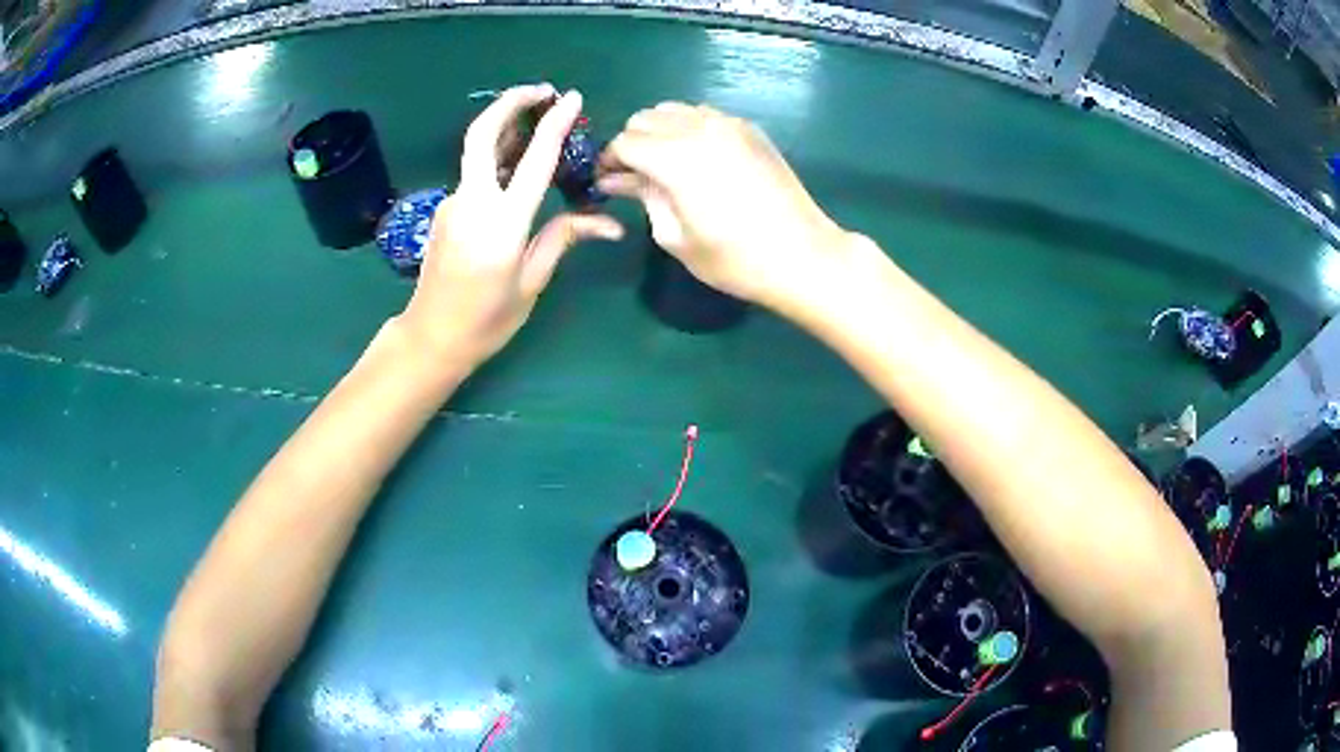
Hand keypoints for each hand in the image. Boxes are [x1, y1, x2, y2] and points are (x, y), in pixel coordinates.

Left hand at [397, 84, 623, 369]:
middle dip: (511, 101)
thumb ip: (563, 238)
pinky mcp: (445, 209)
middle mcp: (472, 202)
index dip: (555, 124)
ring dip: (506, 127)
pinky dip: (497, 157)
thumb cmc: (486, 320)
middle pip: (483, 133)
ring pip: (477, 151)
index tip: (573, 98)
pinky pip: (475, 174)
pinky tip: (516, 163)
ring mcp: (452, 202)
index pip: (533, 160)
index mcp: (502, 222)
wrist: (431, 337)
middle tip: (542, 90)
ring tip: (536, 118)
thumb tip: (610, 223)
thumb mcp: (531, 282)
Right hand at [599, 103, 847, 310]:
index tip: (607, 180)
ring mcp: (728, 124)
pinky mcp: (750, 129)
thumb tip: (620, 179)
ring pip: (674, 109)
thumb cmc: (734, 259)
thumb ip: (644, 197)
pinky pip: (705, 114)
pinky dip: (688, 127)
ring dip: (659, 131)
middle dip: (631, 142)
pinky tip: (697, 158)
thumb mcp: (675, 236)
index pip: (624, 142)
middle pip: (645, 118)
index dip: (609, 160)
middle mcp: (699, 128)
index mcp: (676, 158)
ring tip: (664, 165)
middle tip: (634, 175)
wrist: (802, 255)